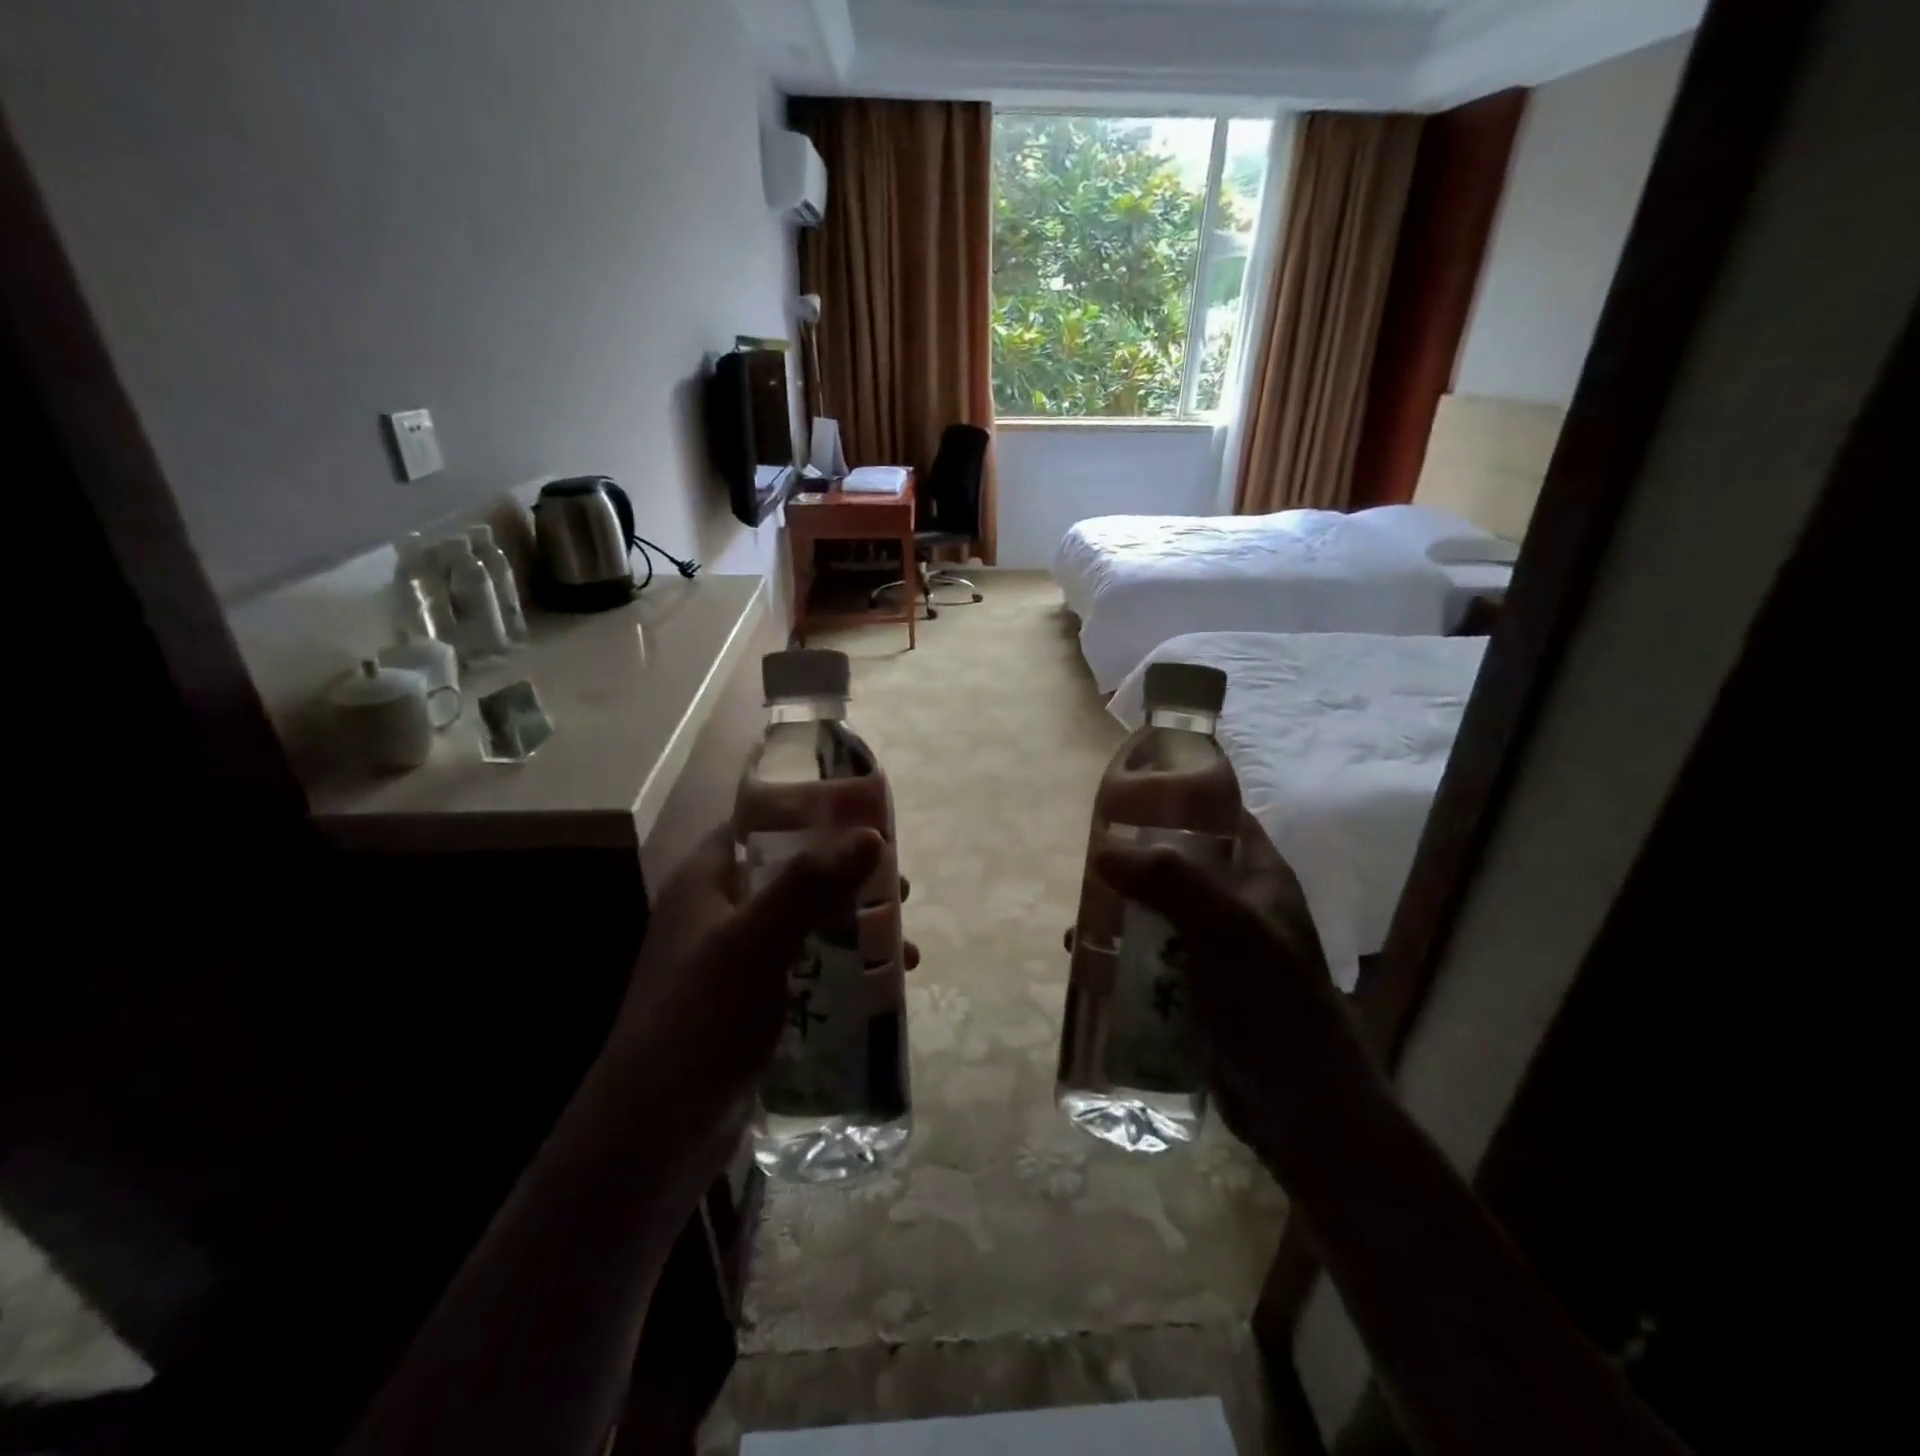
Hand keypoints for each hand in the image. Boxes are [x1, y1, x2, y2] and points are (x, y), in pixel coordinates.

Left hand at [611, 824, 918, 1192]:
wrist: (655, 1136)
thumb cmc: (700, 1021)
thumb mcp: (755, 942)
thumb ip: (810, 885)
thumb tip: (871, 836)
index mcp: (705, 886)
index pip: (757, 828)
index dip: (809, 817)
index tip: (865, 821)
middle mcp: (719, 917)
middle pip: (793, 878)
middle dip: (848, 881)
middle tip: (899, 889)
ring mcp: (736, 966)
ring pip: (807, 928)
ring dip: (855, 930)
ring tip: (904, 945)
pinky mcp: (754, 1010)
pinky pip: (809, 974)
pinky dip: (846, 973)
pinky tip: (884, 989)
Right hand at [1092, 814, 1381, 1177]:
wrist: (1300, 1108)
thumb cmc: (1271, 1004)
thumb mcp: (1224, 930)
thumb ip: (1168, 882)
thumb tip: (1103, 850)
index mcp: (1259, 878)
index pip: (1221, 815)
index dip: (1178, 797)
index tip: (1126, 794)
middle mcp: (1239, 906)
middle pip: (1179, 864)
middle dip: (1134, 861)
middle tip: (1089, 861)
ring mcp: (1218, 950)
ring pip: (1159, 912)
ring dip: (1121, 911)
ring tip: (1080, 916)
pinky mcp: (1198, 989)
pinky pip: (1152, 957)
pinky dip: (1121, 953)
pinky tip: (1087, 961)